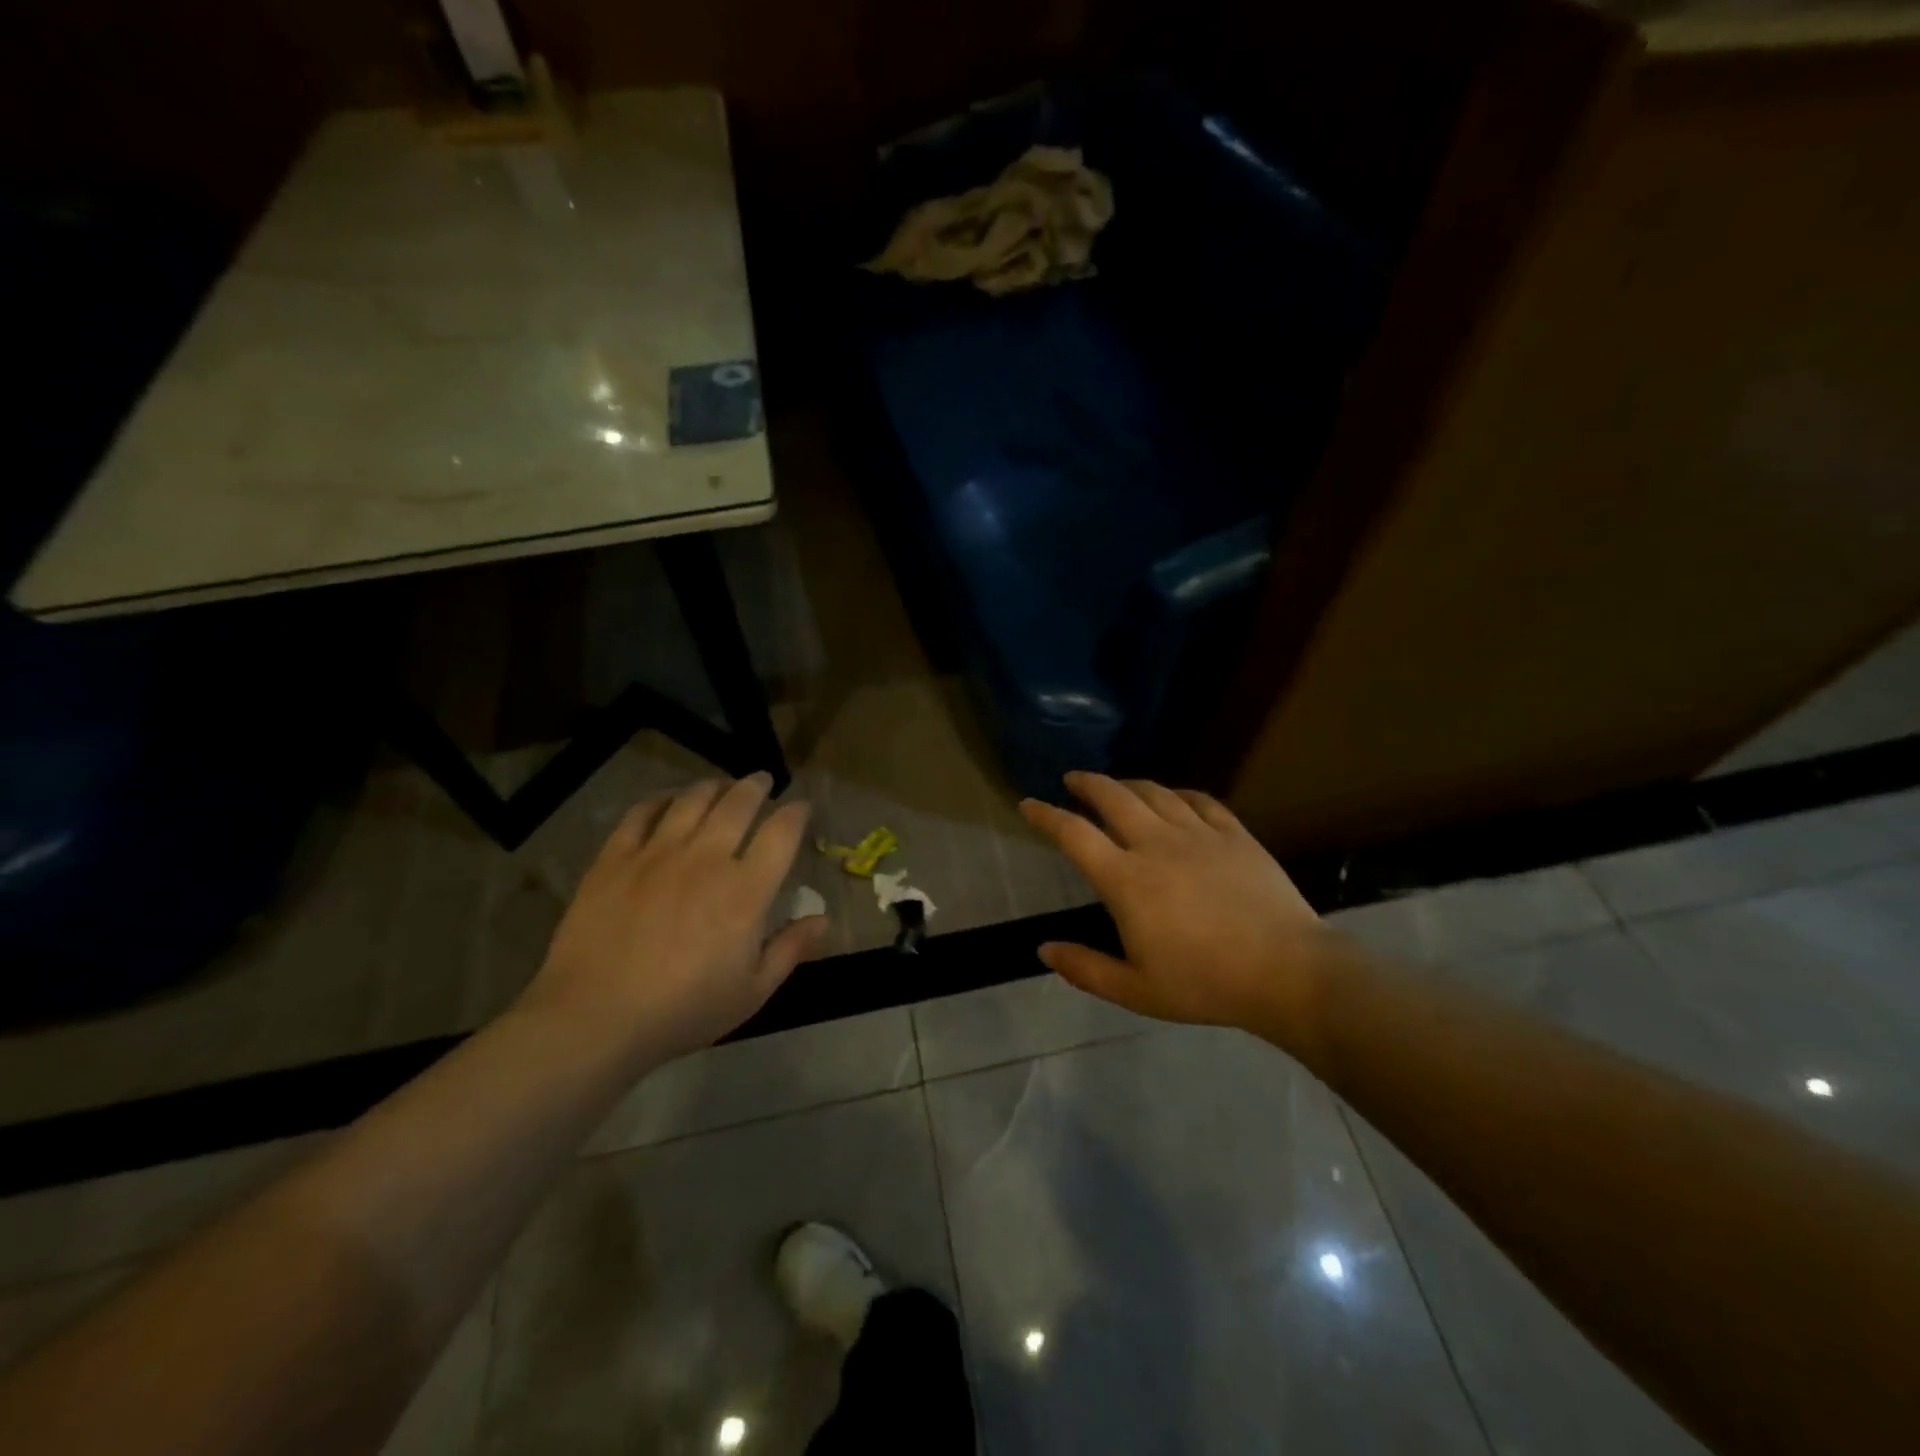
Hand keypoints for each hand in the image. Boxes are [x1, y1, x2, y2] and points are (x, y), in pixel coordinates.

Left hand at [522, 774, 826, 1063]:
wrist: (594, 1018)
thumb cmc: (682, 1010)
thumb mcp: (751, 991)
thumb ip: (790, 950)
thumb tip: (824, 919)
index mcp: (746, 891)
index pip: (781, 833)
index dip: (796, 813)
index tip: (801, 807)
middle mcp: (706, 859)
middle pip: (738, 803)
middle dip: (756, 786)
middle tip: (762, 781)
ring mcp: (657, 853)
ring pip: (692, 800)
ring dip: (713, 787)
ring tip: (720, 785)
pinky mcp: (615, 859)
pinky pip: (640, 814)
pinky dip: (659, 800)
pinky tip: (666, 801)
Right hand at [1020, 772, 1323, 1044]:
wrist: (1287, 971)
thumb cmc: (1205, 984)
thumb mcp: (1136, 990)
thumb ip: (1085, 968)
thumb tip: (1043, 949)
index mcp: (1126, 880)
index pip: (1074, 834)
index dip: (1045, 815)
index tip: (1028, 804)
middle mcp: (1156, 844)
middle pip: (1112, 797)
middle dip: (1086, 783)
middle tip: (1072, 779)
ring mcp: (1198, 834)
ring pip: (1154, 793)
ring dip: (1128, 784)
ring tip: (1116, 786)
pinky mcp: (1234, 834)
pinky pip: (1200, 800)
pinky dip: (1178, 793)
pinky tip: (1174, 797)